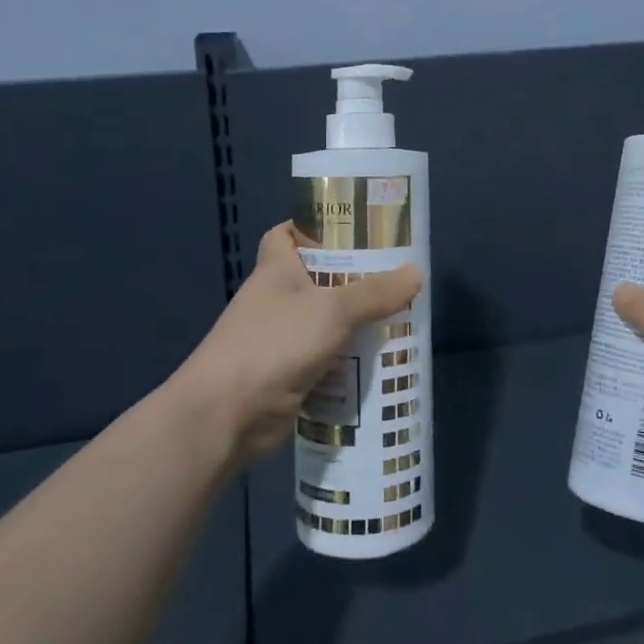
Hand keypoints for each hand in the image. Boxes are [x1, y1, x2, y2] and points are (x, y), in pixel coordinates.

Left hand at [175, 223, 421, 464]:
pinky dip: (347, 362)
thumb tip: (417, 272)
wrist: (226, 415)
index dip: (311, 227)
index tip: (348, 229)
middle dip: (351, 278)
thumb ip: (375, 292)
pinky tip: (379, 361)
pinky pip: (325, 361)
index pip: (286, 235)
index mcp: (276, 270)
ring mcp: (279, 340)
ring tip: (398, 316)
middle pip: (316, 279)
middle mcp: (275, 300)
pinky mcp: (287, 375)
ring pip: (324, 323)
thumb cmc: (274, 343)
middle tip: (394, 275)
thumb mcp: (333, 310)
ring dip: (354, 323)